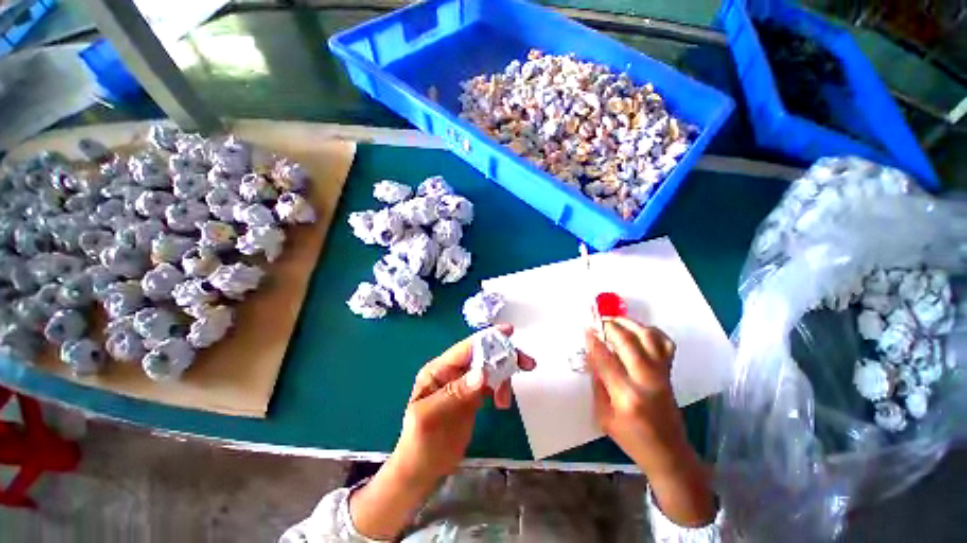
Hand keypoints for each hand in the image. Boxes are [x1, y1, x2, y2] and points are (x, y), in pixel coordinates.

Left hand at [350, 325, 534, 538]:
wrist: (421, 472)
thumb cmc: (419, 445)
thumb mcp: (431, 417)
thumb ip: (456, 393)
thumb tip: (483, 373)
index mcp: (438, 370)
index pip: (466, 348)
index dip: (488, 338)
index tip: (509, 332)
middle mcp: (452, 372)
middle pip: (482, 355)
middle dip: (504, 356)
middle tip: (526, 363)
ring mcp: (464, 384)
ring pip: (490, 368)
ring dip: (504, 376)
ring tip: (505, 401)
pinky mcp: (473, 396)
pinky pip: (492, 384)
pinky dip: (502, 388)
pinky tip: (502, 402)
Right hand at [585, 317, 716, 526]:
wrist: (669, 453)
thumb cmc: (632, 439)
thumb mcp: (603, 416)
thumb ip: (597, 383)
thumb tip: (591, 356)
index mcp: (626, 396)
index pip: (605, 359)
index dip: (593, 341)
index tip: (585, 328)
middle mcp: (647, 381)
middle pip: (628, 342)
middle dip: (610, 326)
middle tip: (598, 321)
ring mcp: (662, 375)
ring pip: (649, 338)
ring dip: (630, 323)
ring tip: (615, 320)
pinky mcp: (669, 373)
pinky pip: (665, 344)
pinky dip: (652, 332)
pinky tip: (639, 330)